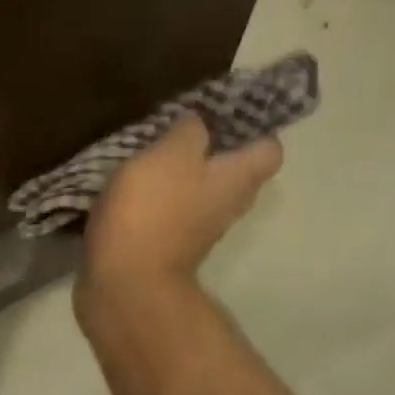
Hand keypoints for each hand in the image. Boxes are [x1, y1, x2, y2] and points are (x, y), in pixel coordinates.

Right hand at [80, 115, 281, 288]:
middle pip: (233, 171)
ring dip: (180, 173)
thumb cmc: (153, 211)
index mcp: (238, 179)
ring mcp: (197, 230)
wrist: (125, 283)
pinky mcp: (167, 246)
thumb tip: (198, 124)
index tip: (221, 111)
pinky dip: (157, 198)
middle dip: (212, 148)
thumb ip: (190, 130)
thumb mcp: (171, 153)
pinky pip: (171, 211)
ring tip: (150, 150)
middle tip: (180, 126)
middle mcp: (227, 206)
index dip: (253, 126)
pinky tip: (130, 185)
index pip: (269, 148)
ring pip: (200, 191)